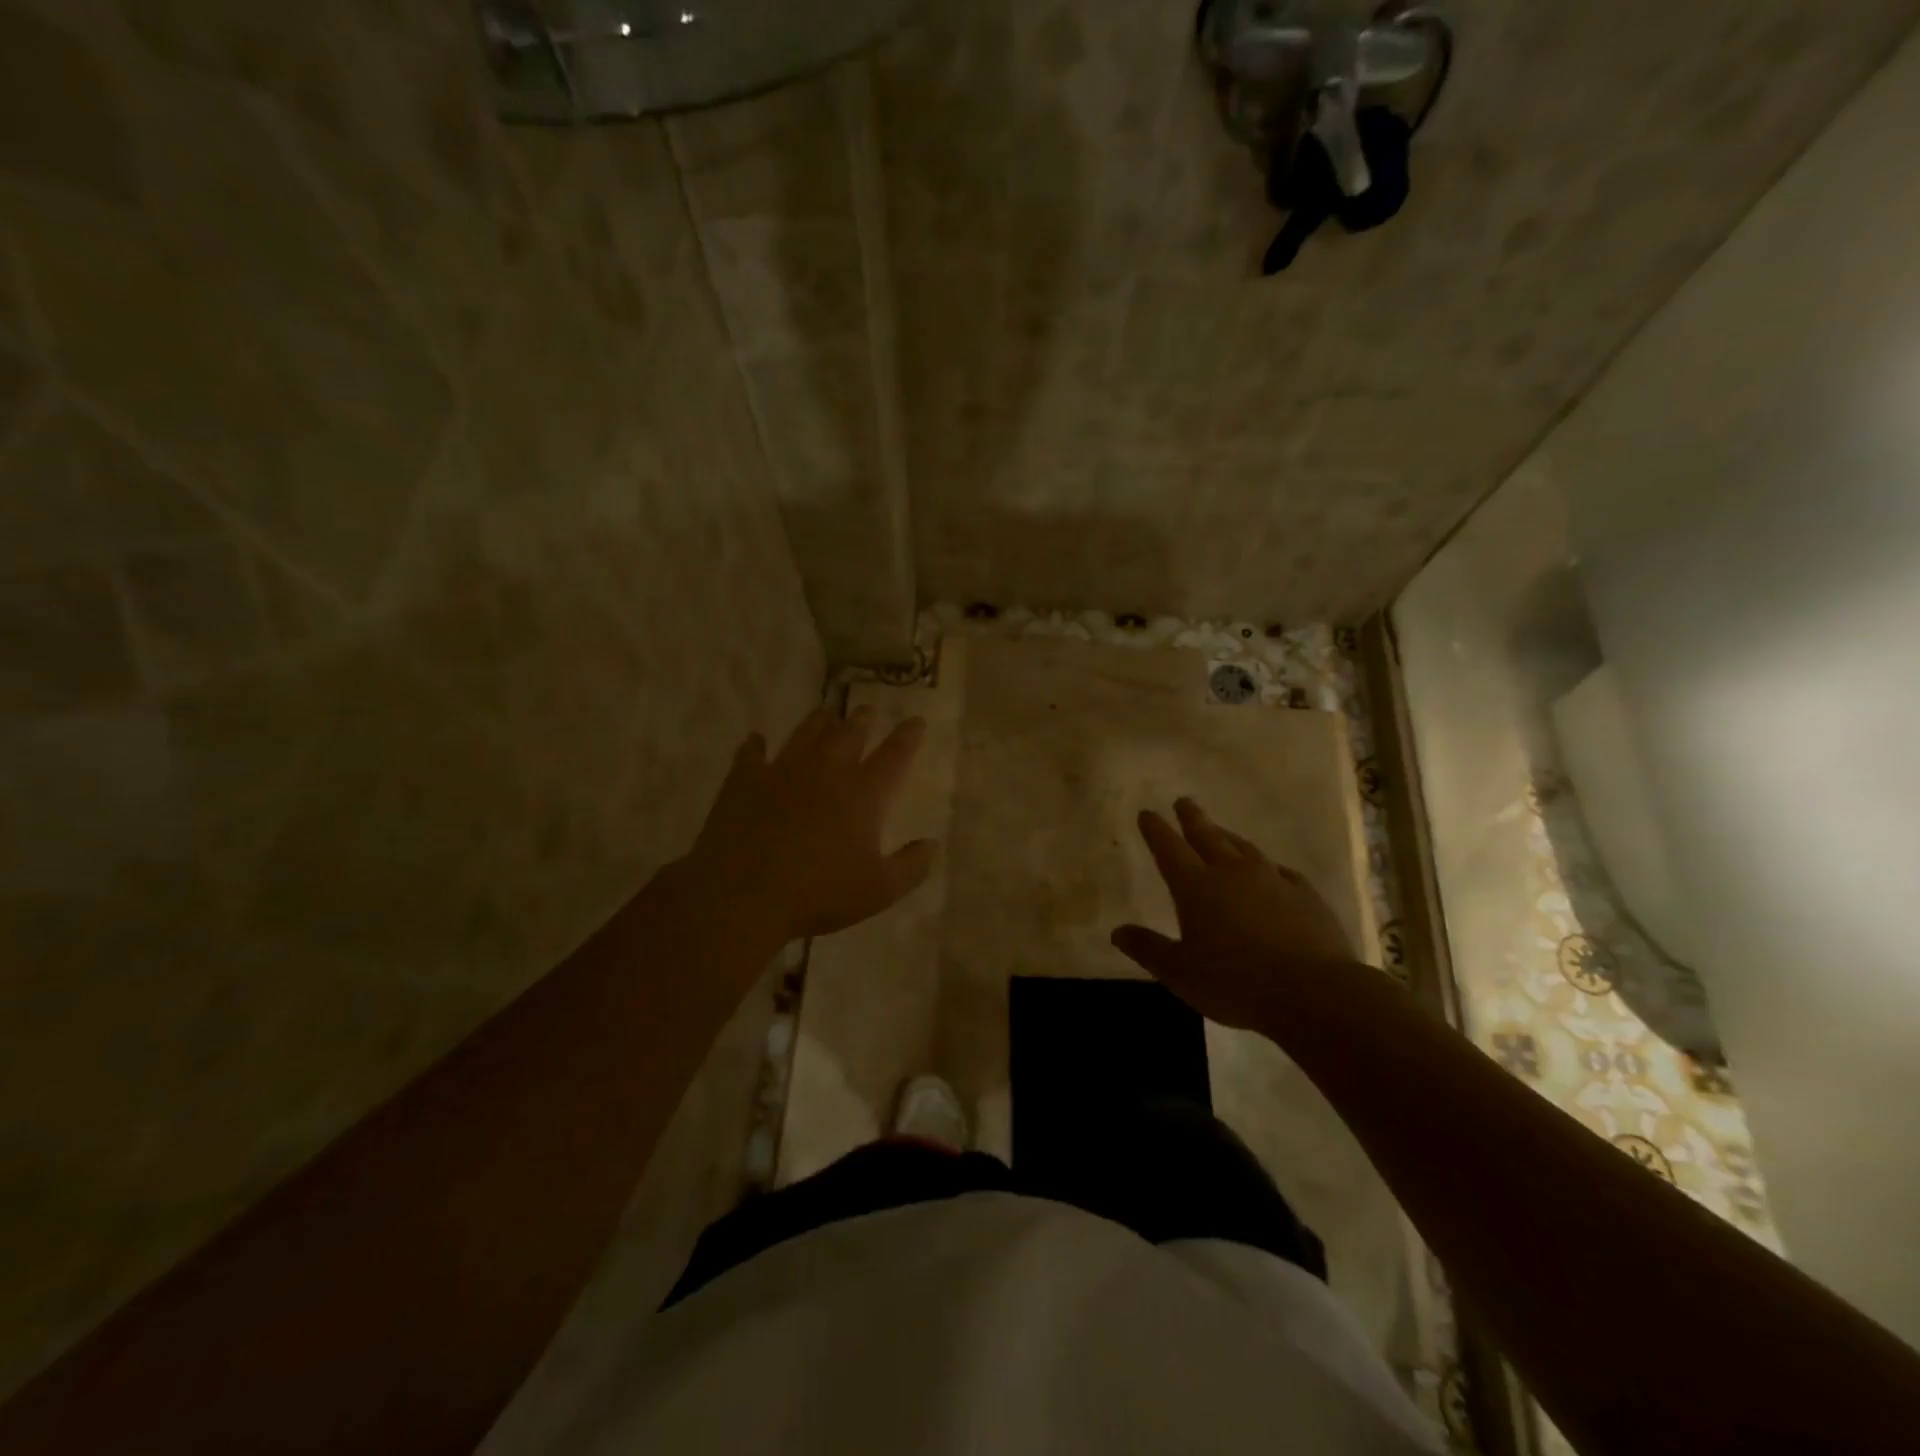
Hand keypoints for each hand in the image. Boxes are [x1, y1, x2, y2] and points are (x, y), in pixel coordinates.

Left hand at [682, 705, 934, 942]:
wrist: (743, 894)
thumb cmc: (818, 894)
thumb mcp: (879, 891)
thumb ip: (911, 866)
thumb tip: (932, 844)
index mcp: (863, 794)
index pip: (894, 755)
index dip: (908, 736)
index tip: (916, 721)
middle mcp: (826, 771)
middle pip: (849, 734)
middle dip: (862, 719)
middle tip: (867, 710)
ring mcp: (783, 770)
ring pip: (806, 733)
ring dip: (819, 721)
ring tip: (826, 712)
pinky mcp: (745, 780)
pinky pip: (752, 753)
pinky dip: (756, 744)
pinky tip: (756, 739)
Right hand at [1111, 798, 1359, 1029]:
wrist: (1313, 992)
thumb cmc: (1236, 983)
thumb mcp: (1179, 973)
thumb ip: (1148, 949)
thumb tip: (1117, 932)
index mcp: (1196, 887)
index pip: (1169, 849)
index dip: (1156, 830)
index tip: (1147, 813)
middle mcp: (1232, 873)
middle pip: (1207, 836)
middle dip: (1192, 818)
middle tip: (1183, 801)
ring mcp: (1272, 880)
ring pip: (1244, 848)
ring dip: (1227, 836)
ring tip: (1219, 830)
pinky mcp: (1305, 895)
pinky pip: (1280, 871)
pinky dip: (1268, 865)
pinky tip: (1270, 869)